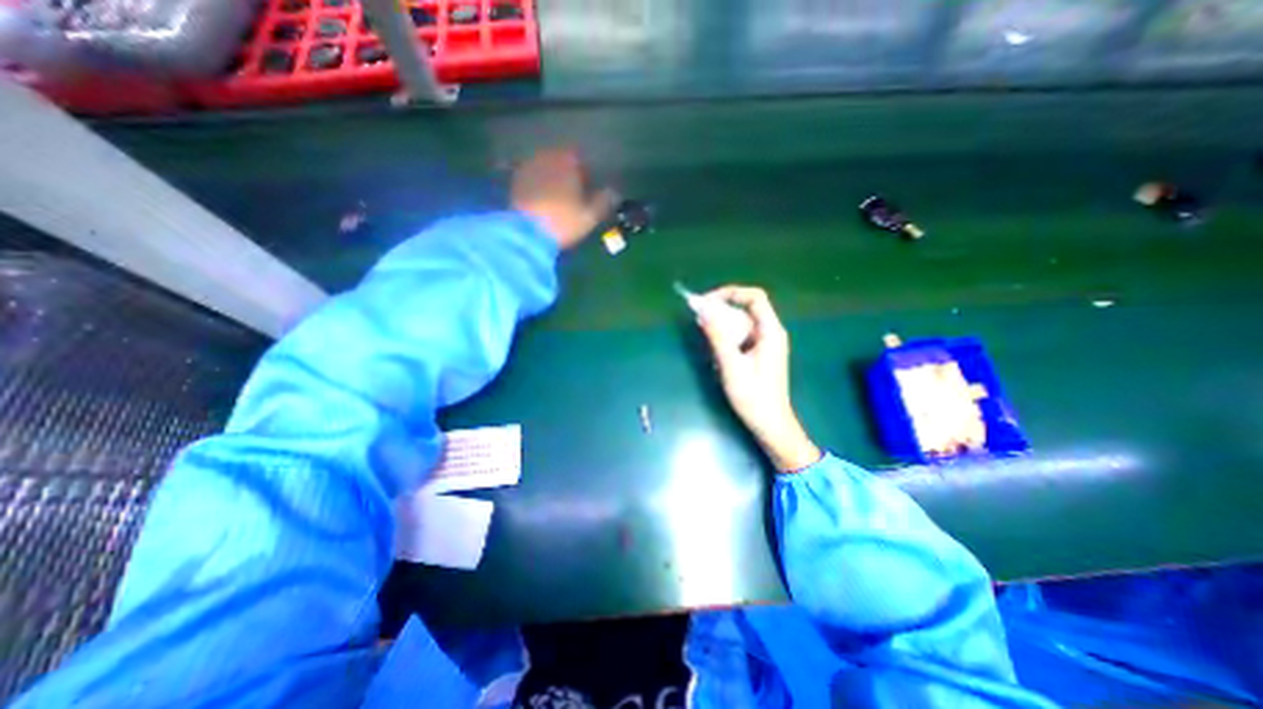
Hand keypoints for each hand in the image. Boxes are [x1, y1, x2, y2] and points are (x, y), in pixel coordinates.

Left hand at [507, 146, 616, 248]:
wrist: (526, 234)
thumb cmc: (563, 221)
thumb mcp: (590, 215)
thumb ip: (604, 201)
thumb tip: (614, 192)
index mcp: (566, 161)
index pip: (579, 157)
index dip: (585, 171)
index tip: (588, 186)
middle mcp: (545, 157)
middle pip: (559, 160)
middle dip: (566, 173)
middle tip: (573, 193)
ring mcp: (526, 168)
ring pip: (543, 168)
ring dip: (550, 179)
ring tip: (556, 198)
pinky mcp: (514, 182)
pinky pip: (530, 179)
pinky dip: (537, 186)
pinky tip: (541, 201)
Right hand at [696, 285, 824, 473]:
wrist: (770, 424)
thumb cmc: (753, 396)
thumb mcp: (731, 365)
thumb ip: (717, 336)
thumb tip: (702, 311)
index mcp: (771, 331)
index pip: (755, 297)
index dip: (731, 293)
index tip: (708, 301)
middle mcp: (771, 332)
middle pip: (746, 308)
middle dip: (722, 309)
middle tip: (699, 316)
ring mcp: (766, 343)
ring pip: (742, 323)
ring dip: (722, 323)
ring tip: (703, 331)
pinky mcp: (759, 353)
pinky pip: (742, 336)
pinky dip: (727, 336)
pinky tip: (714, 347)